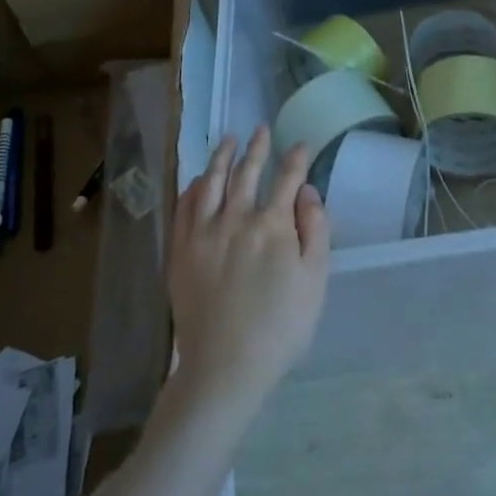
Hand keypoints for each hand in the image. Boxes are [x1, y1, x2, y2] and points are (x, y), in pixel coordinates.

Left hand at [167, 127, 329, 415]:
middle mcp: (236, 219)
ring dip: (221, 157)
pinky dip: (193, 188)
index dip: (296, 159)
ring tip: (228, 139)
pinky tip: (199, 179)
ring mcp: (203, 233)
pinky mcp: (180, 251)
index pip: (286, 180)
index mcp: (273, 225)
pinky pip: (184, 208)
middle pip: (247, 173)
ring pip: (212, 183)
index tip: (301, 145)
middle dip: (257, 148)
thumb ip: (315, 230)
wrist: (225, 366)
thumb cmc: (281, 326)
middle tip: (261, 129)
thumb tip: (308, 191)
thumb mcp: (315, 280)